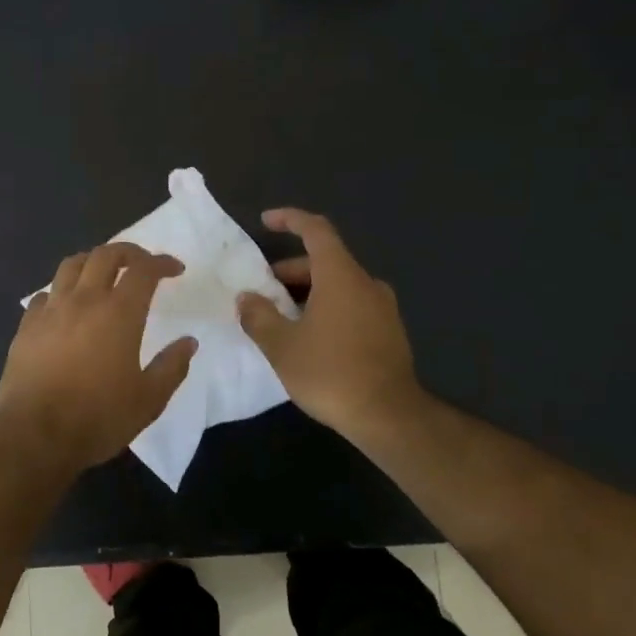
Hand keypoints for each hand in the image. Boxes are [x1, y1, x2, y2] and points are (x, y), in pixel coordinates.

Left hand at [0, 243, 197, 472]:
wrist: (35, 434)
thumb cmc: (98, 417)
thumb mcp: (149, 400)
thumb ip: (172, 367)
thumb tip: (188, 342)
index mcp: (119, 313)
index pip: (143, 270)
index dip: (162, 263)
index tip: (175, 269)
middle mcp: (84, 300)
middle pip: (105, 255)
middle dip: (128, 252)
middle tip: (142, 263)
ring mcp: (51, 310)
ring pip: (71, 265)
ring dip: (92, 261)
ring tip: (102, 272)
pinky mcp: (26, 326)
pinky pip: (45, 294)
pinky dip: (61, 290)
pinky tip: (65, 305)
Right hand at [236, 209, 425, 440]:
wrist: (389, 416)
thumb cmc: (330, 372)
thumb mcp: (281, 345)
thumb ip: (259, 316)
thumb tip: (247, 298)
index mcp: (341, 276)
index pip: (316, 230)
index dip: (290, 219)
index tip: (266, 221)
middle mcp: (366, 284)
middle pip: (325, 261)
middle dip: (290, 271)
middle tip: (263, 293)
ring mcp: (383, 308)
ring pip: (338, 286)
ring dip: (307, 293)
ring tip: (281, 319)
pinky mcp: (389, 332)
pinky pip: (352, 306)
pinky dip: (327, 309)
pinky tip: (310, 338)